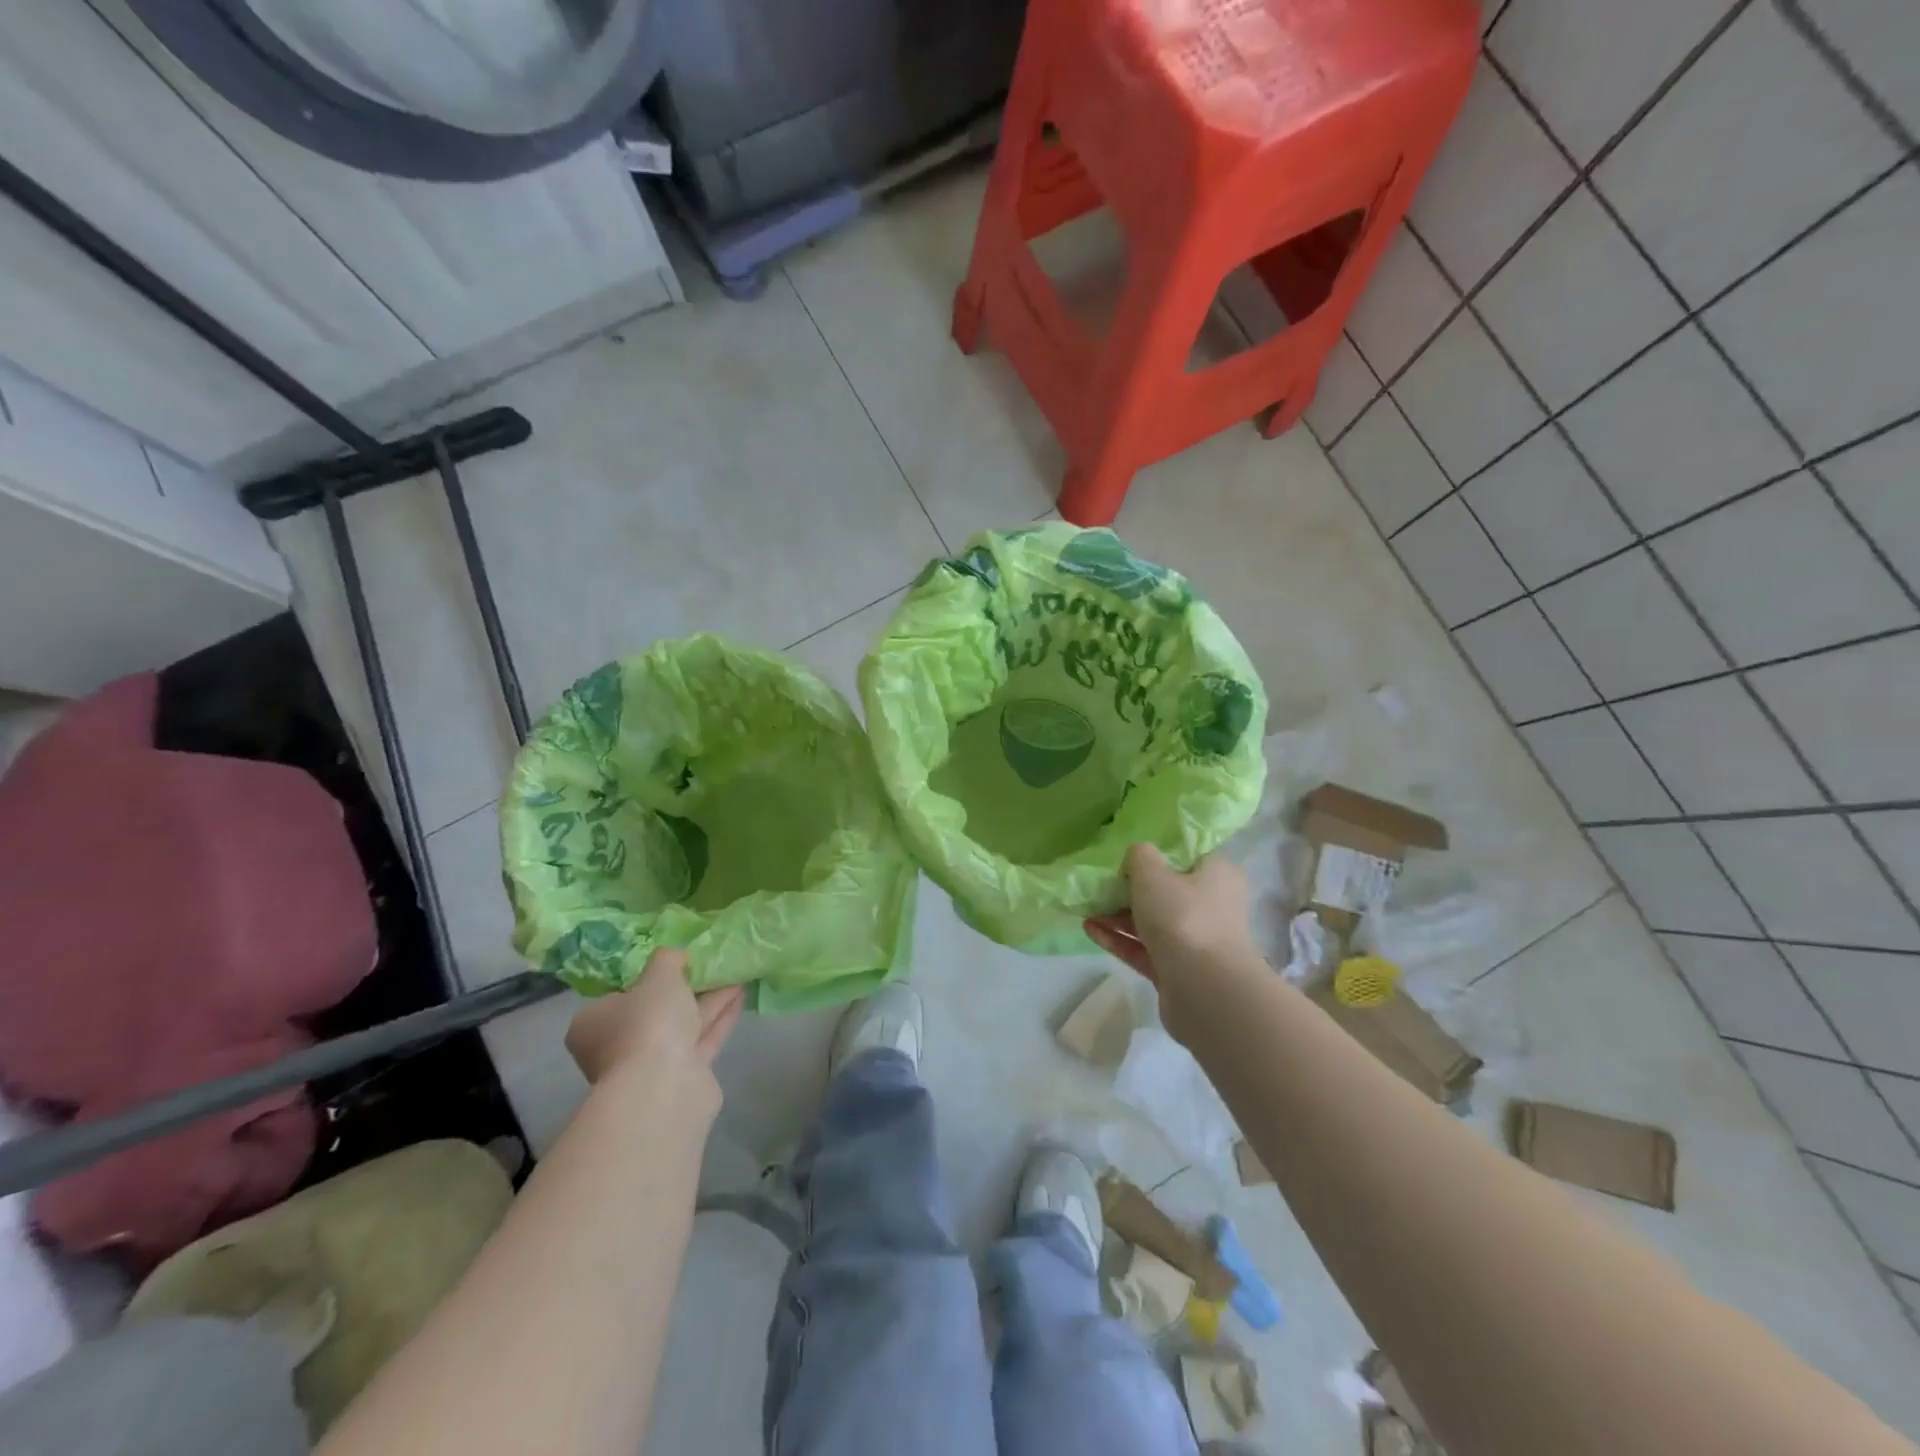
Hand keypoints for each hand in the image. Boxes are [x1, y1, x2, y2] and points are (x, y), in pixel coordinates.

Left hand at [566, 949, 744, 1109]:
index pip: (619, 995)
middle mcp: (617, 1047)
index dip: (646, 978)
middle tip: (711, 965)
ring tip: (736, 973)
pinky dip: (720, 1017)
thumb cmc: (648, 1024)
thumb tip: (675, 958)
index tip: (674, 963)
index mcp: (595, 1023)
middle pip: (654, 1010)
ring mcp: (650, 1066)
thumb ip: (667, 959)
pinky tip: (740, 995)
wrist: (663, 1088)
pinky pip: (702, 1038)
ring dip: (710, 1000)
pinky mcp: (682, 1077)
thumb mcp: (658, 975)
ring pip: (682, 1024)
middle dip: (686, 988)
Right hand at [1086, 845, 1257, 1037]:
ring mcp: (1195, 940)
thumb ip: (1139, 856)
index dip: (1158, 851)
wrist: (1205, 991)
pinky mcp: (1177, 970)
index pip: (1188, 854)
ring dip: (1118, 914)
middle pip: (1167, 889)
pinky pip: (1143, 948)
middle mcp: (1211, 905)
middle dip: (1130, 887)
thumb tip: (1136, 859)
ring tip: (1085, 906)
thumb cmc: (1184, 917)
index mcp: (1217, 874)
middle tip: (1099, 882)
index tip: (1127, 852)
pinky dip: (1118, 938)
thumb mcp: (1153, 873)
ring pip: (1152, 921)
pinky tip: (1089, 929)